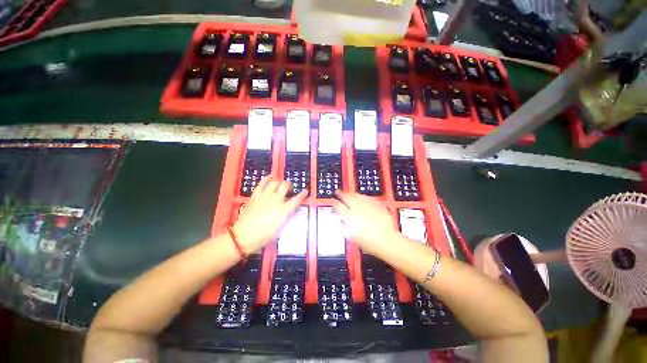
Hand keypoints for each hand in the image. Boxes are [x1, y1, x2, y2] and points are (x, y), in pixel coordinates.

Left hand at [233, 177, 306, 253]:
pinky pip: (262, 184)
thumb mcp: (279, 230)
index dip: (302, 195)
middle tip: (289, 189)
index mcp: (283, 211)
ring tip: (280, 184)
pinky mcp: (255, 196)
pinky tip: (270, 177)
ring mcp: (264, 197)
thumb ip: (285, 218)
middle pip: (285, 186)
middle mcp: (275, 201)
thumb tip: (289, 211)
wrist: (242, 237)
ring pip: (274, 183)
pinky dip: (267, 179)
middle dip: (289, 185)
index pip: (296, 200)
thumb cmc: (262, 237)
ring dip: (279, 182)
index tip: (305, 192)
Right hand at [332, 191, 399, 257]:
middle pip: (347, 197)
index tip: (333, 202)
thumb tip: (339, 219)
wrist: (387, 240)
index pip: (338, 206)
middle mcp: (357, 208)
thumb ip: (343, 225)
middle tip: (338, 192)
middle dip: (341, 194)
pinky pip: (367, 197)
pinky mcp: (376, 204)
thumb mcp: (351, 236)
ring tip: (349, 194)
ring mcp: (367, 205)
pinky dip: (362, 196)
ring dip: (351, 194)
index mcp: (349, 217)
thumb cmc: (369, 242)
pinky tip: (361, 197)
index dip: (334, 203)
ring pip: (356, 195)